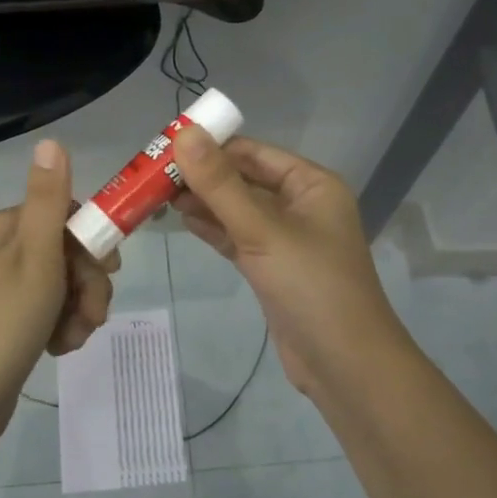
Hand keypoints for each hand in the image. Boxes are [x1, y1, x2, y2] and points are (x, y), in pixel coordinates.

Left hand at [0, 139, 117, 443]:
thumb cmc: (2, 322)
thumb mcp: (35, 257)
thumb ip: (48, 200)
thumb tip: (50, 140)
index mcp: (5, 228)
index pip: (66, 215)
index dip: (93, 242)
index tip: (107, 269)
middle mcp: (2, 251)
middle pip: (69, 252)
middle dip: (88, 284)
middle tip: (90, 314)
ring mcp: (4, 289)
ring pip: (64, 286)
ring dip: (79, 311)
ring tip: (69, 338)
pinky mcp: (8, 321)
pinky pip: (50, 312)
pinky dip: (61, 328)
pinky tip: (57, 349)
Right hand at [173, 126, 410, 400]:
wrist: (344, 364)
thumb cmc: (311, 286)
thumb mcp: (262, 231)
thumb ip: (220, 184)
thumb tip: (184, 134)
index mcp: (312, 185)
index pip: (254, 152)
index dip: (211, 146)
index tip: (165, 146)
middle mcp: (301, 205)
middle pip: (244, 180)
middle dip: (202, 176)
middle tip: (152, 175)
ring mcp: (287, 239)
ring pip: (238, 210)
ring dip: (203, 202)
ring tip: (157, 196)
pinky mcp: (273, 268)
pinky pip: (238, 237)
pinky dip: (212, 229)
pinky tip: (182, 220)